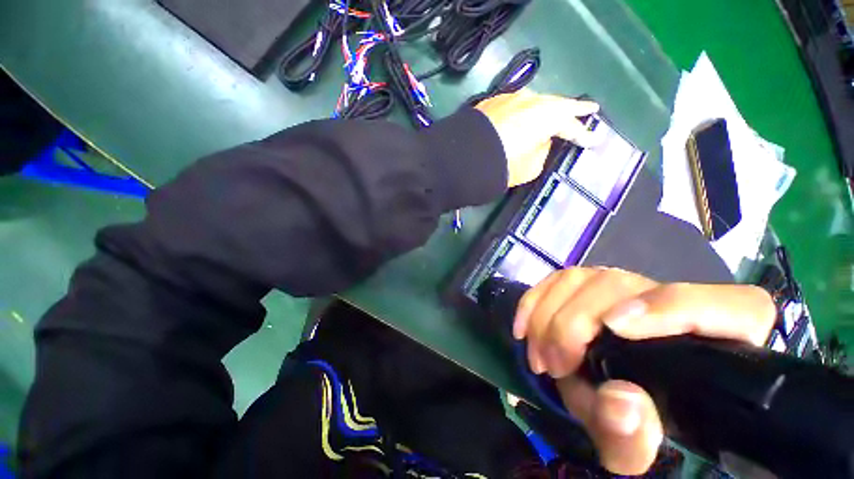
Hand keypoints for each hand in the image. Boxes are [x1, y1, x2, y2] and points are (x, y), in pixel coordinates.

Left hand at [475, 90, 598, 187]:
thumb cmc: (503, 165)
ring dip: (544, 109)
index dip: (582, 134)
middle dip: (570, 110)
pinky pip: (514, 105)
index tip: (593, 139)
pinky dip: (522, 111)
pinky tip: (522, 117)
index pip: (571, 125)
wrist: (466, 156)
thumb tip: (541, 143)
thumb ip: (542, 152)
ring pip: (534, 102)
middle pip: (555, 105)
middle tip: (586, 111)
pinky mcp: (492, 102)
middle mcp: (532, 100)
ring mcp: (510, 98)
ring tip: (552, 114)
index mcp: (548, 116)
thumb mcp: (530, 167)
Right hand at [513, 267, 775, 474]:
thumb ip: (634, 438)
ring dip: (548, 315)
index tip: (615, 327)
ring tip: (540, 354)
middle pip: (620, 286)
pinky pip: (556, 279)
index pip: (732, 307)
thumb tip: (621, 401)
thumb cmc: (633, 422)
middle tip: (554, 364)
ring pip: (581, 278)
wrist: (611, 397)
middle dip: (574, 323)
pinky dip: (534, 301)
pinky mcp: (589, 284)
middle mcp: (672, 302)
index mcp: (717, 344)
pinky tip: (525, 328)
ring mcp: (625, 287)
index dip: (673, 307)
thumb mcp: (633, 447)